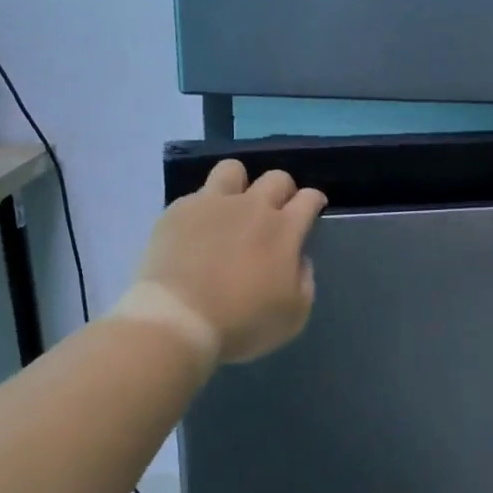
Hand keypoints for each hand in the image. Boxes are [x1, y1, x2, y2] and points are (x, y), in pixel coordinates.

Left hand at [129, 159, 326, 364]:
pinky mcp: (178, 211)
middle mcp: (251, 206)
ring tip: (233, 206)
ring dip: (240, 184)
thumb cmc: (242, 323)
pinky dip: (203, 209)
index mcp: (283, 229)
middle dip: (283, 190)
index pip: (308, 198)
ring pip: (232, 170)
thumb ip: (304, 281)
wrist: (179, 319)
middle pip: (276, 178)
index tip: (313, 208)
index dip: (314, 200)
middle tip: (276, 211)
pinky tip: (198, 231)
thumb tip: (298, 259)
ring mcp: (211, 203)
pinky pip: (196, 196)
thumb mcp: (294, 315)